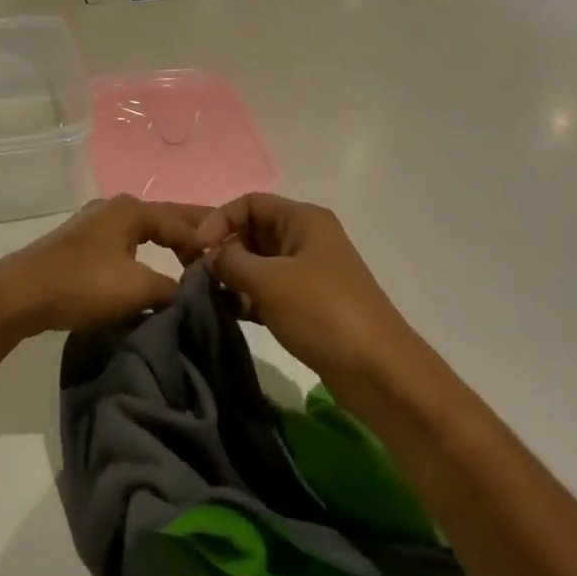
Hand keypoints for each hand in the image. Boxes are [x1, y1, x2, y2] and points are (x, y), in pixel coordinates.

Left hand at [0, 195, 209, 337]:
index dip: (207, 241)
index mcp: (132, 209)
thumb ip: (171, 287)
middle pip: (164, 218)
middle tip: (223, 246)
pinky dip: (146, 251)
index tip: (229, 261)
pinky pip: (126, 242)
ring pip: (144, 230)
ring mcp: (95, 222)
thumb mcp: (137, 288)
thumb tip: (190, 290)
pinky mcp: (81, 242)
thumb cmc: (83, 285)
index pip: (182, 221)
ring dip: (168, 242)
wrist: (21, 294)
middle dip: (192, 232)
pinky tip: (151, 265)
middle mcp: (115, 207)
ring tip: (192, 259)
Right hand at [191, 194, 415, 383]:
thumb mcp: (269, 281)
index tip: (196, 249)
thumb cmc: (323, 312)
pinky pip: (267, 291)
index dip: (219, 220)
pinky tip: (228, 314)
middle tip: (196, 275)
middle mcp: (306, 239)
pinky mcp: (308, 305)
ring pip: (258, 264)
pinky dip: (247, 299)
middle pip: (252, 231)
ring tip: (208, 296)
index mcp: (303, 219)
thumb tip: (209, 257)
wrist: (379, 372)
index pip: (250, 203)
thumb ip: (231, 262)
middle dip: (223, 250)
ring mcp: (308, 273)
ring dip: (232, 276)